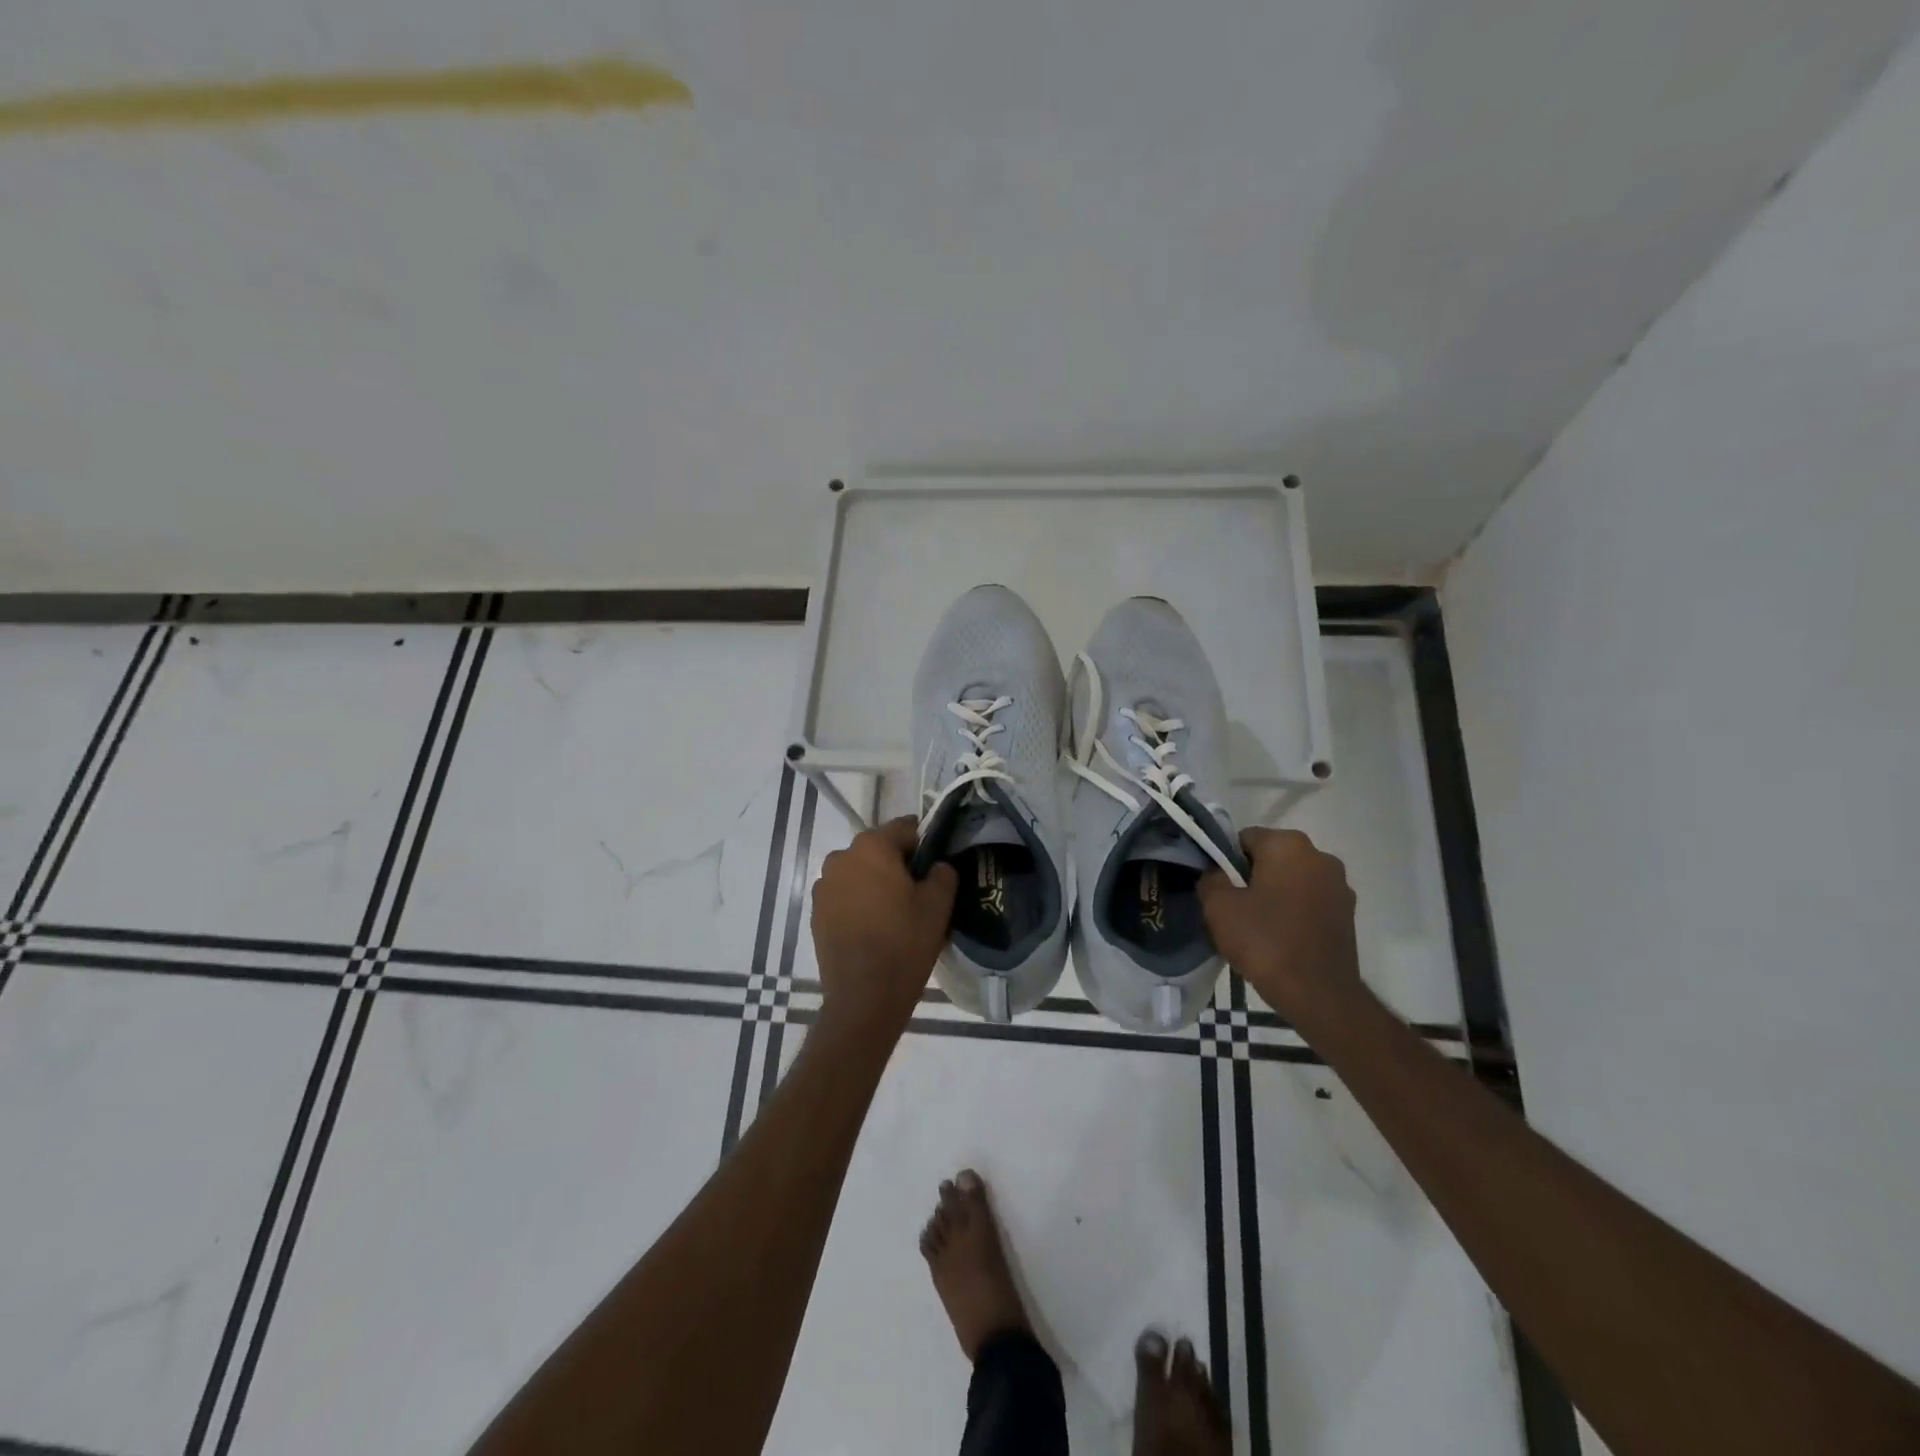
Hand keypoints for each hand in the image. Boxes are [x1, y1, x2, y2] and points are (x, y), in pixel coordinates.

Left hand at [810, 817, 957, 1044]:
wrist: (864, 996)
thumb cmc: (904, 943)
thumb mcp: (938, 905)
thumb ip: (943, 873)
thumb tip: (936, 866)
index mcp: (872, 846)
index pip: (906, 829)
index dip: (925, 844)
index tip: (936, 866)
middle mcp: (841, 857)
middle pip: (879, 849)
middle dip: (898, 864)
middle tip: (919, 893)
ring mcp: (824, 885)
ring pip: (860, 872)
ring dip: (875, 883)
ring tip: (894, 914)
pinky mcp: (816, 911)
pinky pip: (844, 895)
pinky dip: (858, 902)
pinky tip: (873, 928)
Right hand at [1198, 828, 1360, 1017]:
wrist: (1319, 995)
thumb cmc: (1265, 941)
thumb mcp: (1219, 907)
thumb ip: (1210, 879)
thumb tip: (1216, 874)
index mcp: (1288, 845)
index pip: (1244, 839)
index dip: (1225, 862)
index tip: (1219, 889)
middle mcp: (1320, 856)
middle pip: (1271, 858)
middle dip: (1251, 877)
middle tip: (1234, 909)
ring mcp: (1339, 885)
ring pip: (1291, 880)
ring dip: (1274, 894)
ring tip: (1257, 927)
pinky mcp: (1348, 913)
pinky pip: (1309, 902)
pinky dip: (1293, 912)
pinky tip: (1280, 938)